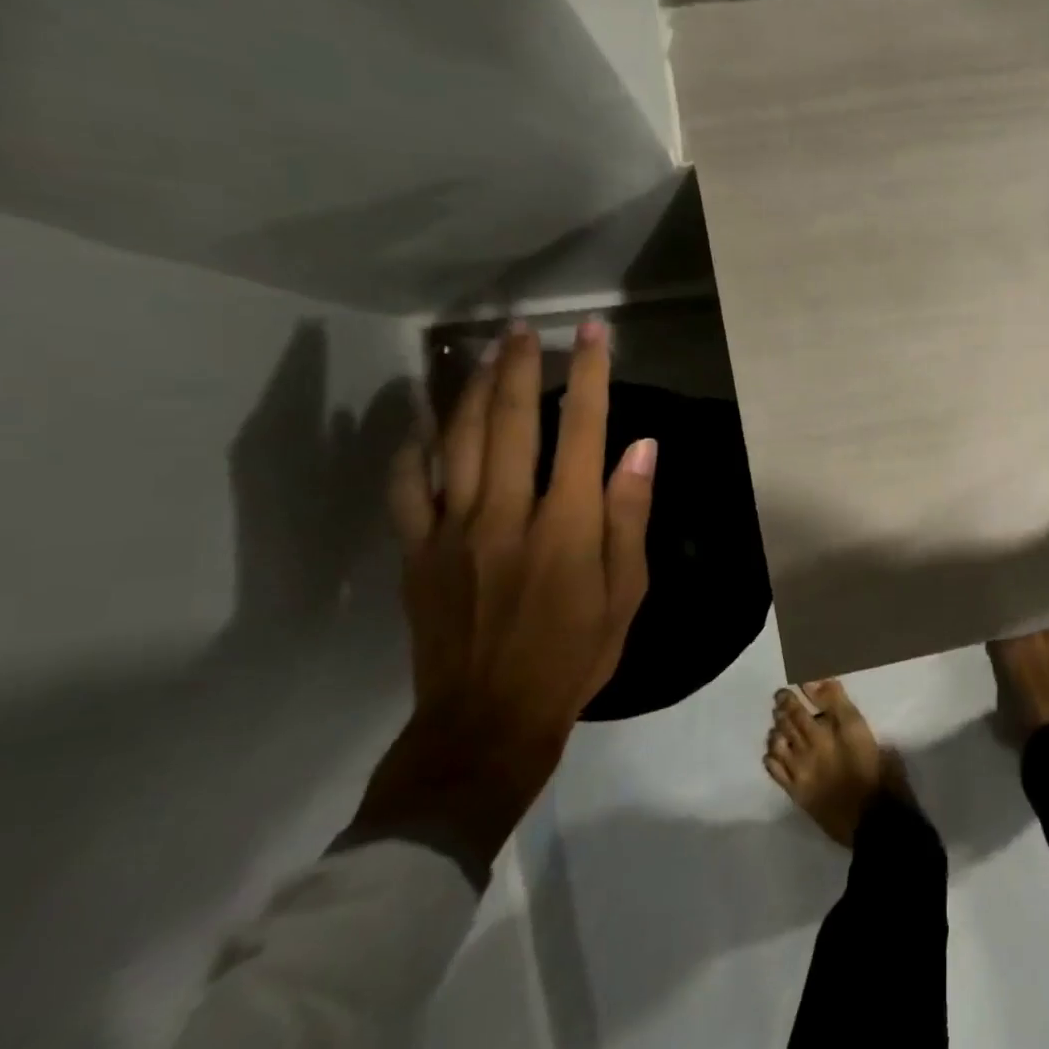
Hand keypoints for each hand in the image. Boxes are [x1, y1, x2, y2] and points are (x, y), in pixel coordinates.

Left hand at [350, 320, 655, 870]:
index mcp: (567, 525)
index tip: (594, 334)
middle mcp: (506, 514)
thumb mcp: (627, 592)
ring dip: (471, 390)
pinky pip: (406, 487)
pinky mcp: (417, 552)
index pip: (584, 431)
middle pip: (511, 422)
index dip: (591, 375)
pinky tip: (425, 424)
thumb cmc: (575, 655)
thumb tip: (642, 447)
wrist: (488, 719)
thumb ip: (631, 515)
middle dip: (522, 367)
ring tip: (483, 354)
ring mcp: (452, 531)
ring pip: (457, 441)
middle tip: (525, 328)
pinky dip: (414, 448)